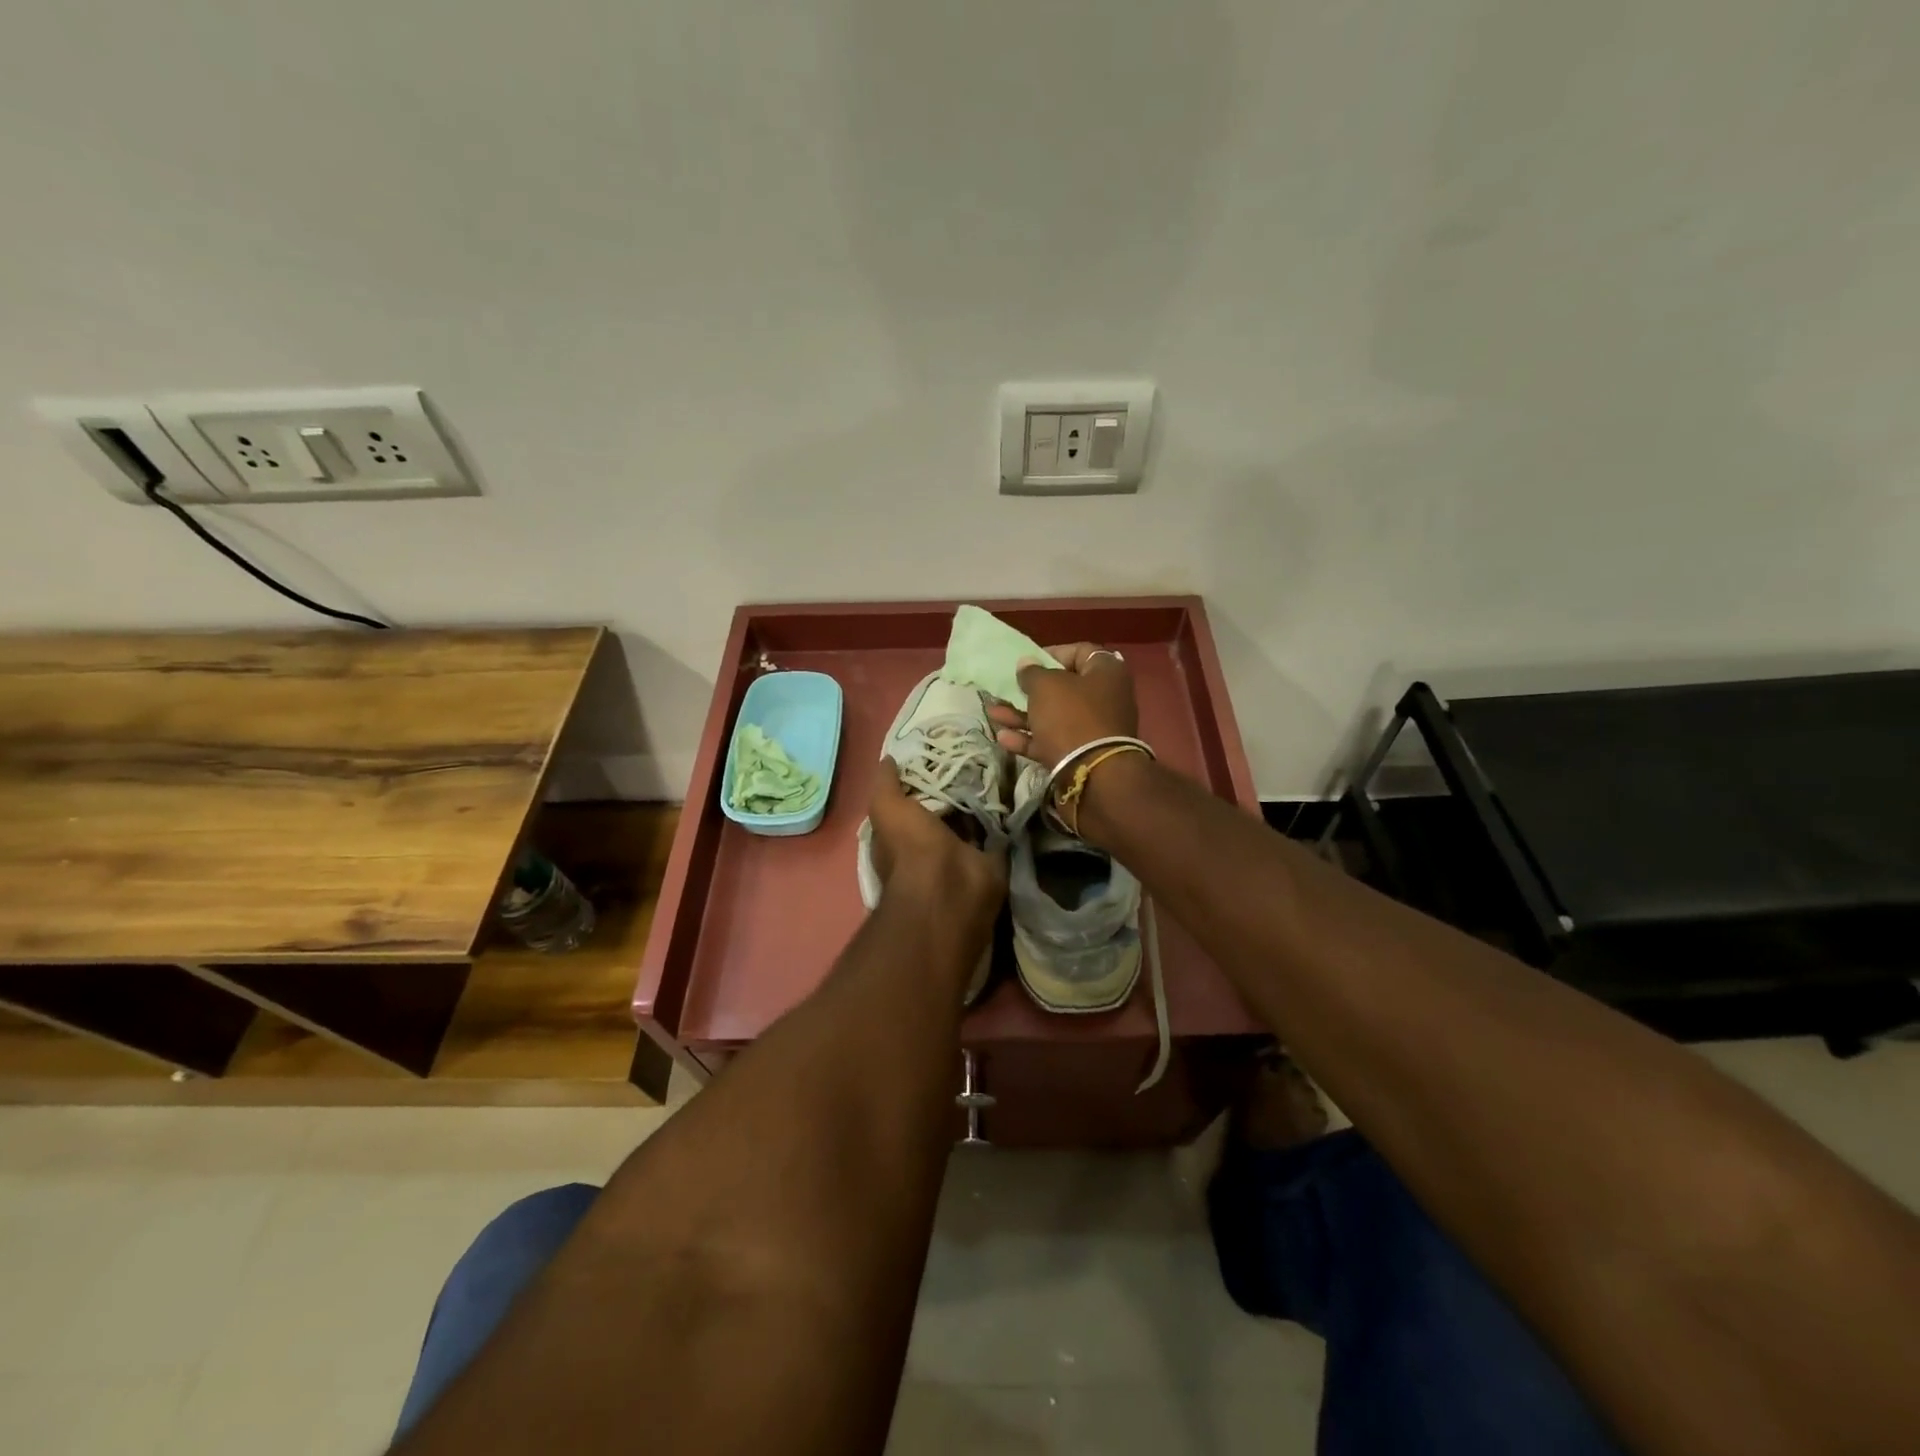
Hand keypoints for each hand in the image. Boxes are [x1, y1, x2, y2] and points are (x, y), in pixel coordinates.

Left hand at [867, 760, 1007, 925]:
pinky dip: (1005, 814)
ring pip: (973, 817)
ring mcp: (963, 851)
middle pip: (946, 807)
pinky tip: (1014, 785)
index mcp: (904, 832)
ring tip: (998, 763)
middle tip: (976, 752)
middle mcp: (933, 842)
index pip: (913, 799)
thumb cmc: (910, 847)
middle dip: (958, 784)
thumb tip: (889, 759)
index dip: (924, 777)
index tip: (942, 750)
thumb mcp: (887, 808)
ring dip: (984, 797)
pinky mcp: (991, 858)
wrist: (949, 889)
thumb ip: (886, 784)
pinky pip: (998, 830)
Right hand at [987, 643, 1139, 768]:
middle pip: (1065, 687)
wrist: (1094, 775)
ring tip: (993, 713)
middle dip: (1032, 689)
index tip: (1028, 662)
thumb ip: (1032, 673)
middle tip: (1010, 688)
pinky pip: (1053, 740)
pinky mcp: (1082, 754)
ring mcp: (1094, 728)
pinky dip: (1030, 738)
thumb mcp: (1046, 687)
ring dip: (1023, 715)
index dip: (1052, 653)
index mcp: (1106, 672)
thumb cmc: (1071, 717)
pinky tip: (1003, 738)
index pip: (1080, 652)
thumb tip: (1026, 663)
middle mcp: (1105, 698)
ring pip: (1054, 716)